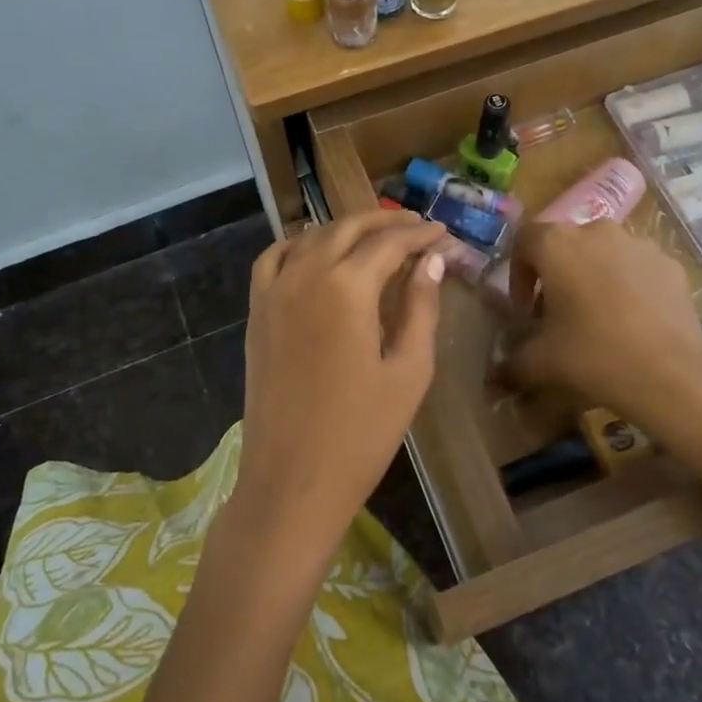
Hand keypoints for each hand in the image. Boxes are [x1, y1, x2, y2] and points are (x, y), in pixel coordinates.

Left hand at [228, 210, 448, 574]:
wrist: (292, 481)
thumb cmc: (361, 433)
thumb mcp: (409, 371)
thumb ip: (421, 307)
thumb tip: (431, 261)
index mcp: (348, 287)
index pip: (390, 242)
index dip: (421, 234)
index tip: (445, 234)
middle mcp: (306, 275)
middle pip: (349, 227)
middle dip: (387, 221)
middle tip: (418, 227)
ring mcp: (274, 291)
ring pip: (312, 237)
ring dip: (347, 228)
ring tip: (377, 236)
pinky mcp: (257, 312)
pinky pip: (274, 258)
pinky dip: (299, 244)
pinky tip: (317, 252)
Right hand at [503, 219, 701, 448]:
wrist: (671, 374)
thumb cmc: (593, 355)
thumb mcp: (540, 363)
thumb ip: (511, 364)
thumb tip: (496, 378)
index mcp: (556, 244)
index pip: (524, 240)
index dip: (518, 273)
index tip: (525, 310)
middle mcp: (596, 231)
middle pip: (565, 245)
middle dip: (557, 276)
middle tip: (558, 315)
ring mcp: (638, 244)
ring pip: (604, 254)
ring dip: (593, 277)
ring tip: (598, 319)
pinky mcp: (670, 264)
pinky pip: (638, 268)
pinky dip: (629, 286)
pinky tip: (634, 323)